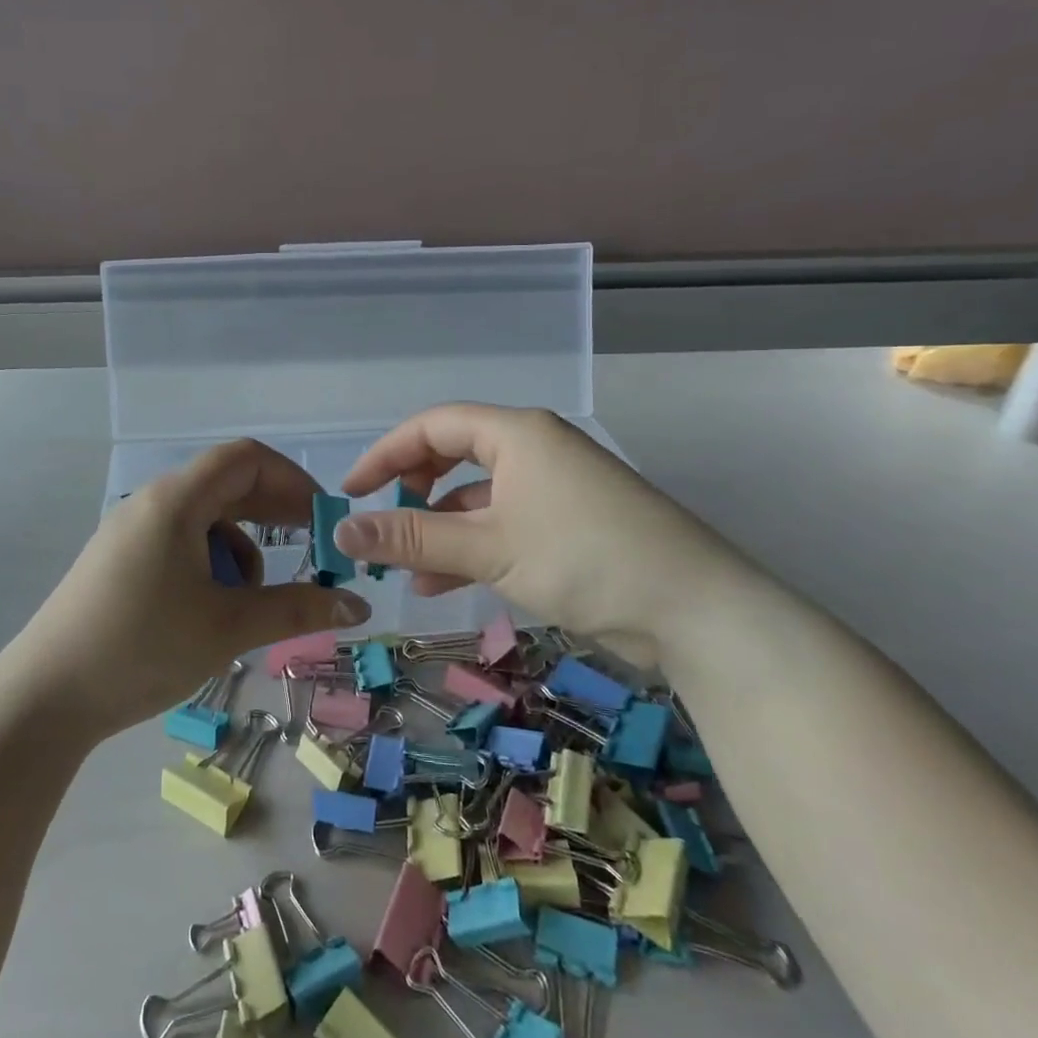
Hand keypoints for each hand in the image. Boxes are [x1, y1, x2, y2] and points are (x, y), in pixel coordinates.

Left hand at [8, 440, 370, 738]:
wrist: (44, 698)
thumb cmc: (141, 648)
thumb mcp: (227, 627)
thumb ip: (297, 609)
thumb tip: (359, 607)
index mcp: (175, 500)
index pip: (246, 458)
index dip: (293, 479)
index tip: (325, 518)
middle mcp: (152, 503)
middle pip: (227, 486)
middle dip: (274, 515)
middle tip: (313, 551)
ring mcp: (132, 531)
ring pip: (206, 521)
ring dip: (241, 551)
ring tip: (249, 602)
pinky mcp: (121, 560)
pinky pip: (181, 544)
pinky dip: (211, 567)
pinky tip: (212, 612)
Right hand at [335, 404, 745, 640]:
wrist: (697, 611)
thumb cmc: (584, 559)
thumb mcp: (487, 547)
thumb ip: (411, 537)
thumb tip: (341, 531)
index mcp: (516, 433)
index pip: (433, 426)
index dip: (385, 455)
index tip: (351, 492)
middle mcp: (535, 449)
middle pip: (454, 455)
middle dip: (413, 490)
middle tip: (384, 523)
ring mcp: (556, 487)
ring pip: (478, 497)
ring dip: (440, 529)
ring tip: (408, 571)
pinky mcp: (571, 525)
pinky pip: (504, 524)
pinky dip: (473, 547)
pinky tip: (447, 583)